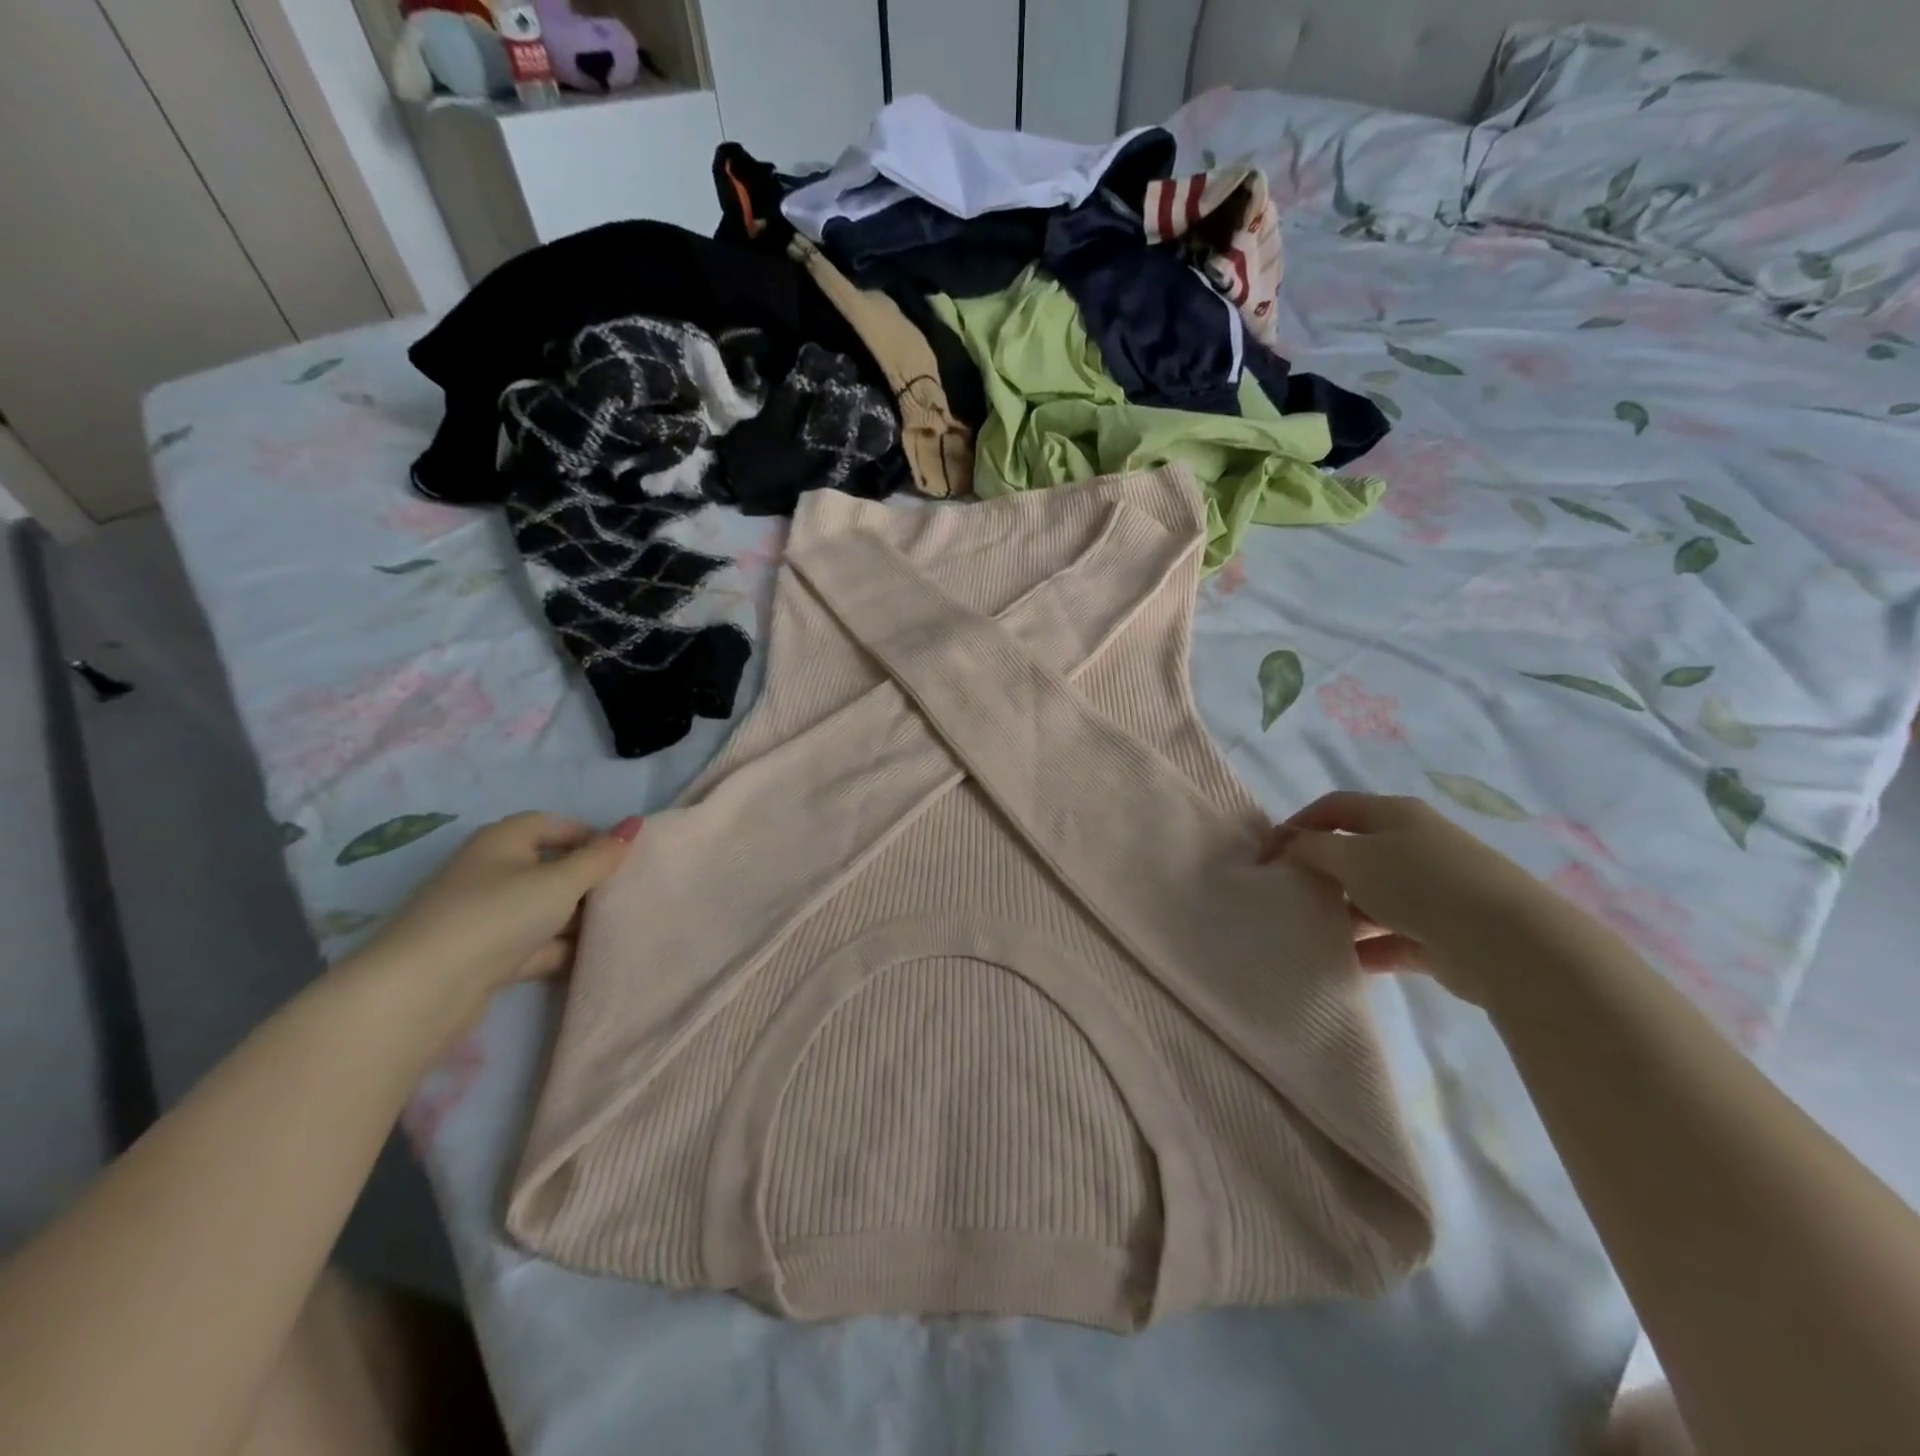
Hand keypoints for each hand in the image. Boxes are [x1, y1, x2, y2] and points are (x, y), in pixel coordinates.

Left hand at [353, 812, 641, 1016]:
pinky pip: (533, 944)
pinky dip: (559, 950)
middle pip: (549, 868)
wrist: (422, 991)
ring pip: (543, 910)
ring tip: (620, 928)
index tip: (623, 856)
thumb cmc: (497, 916)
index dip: (588, 834)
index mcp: (501, 842)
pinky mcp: (484, 957)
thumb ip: (601, 857)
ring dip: (576, 920)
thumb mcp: (560, 882)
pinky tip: (592, 960)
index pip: (551, 824)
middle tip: (627, 893)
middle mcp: (490, 872)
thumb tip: (635, 823)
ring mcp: (485, 917)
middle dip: (587, 882)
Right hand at [1261, 792, 1546, 1003]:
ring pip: (1372, 897)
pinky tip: (1343, 961)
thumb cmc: (1420, 883)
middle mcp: (1415, 845)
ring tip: (1311, 930)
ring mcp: (1432, 891)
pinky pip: (1393, 937)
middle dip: (1319, 872)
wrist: (1510, 944)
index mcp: (1395, 815)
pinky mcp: (1443, 934)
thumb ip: (1312, 848)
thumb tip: (1289, 845)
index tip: (1267, 855)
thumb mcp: (1353, 856)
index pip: (1334, 807)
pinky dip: (1368, 947)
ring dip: (1342, 913)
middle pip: (1353, 852)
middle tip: (1287, 894)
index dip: (1297, 825)